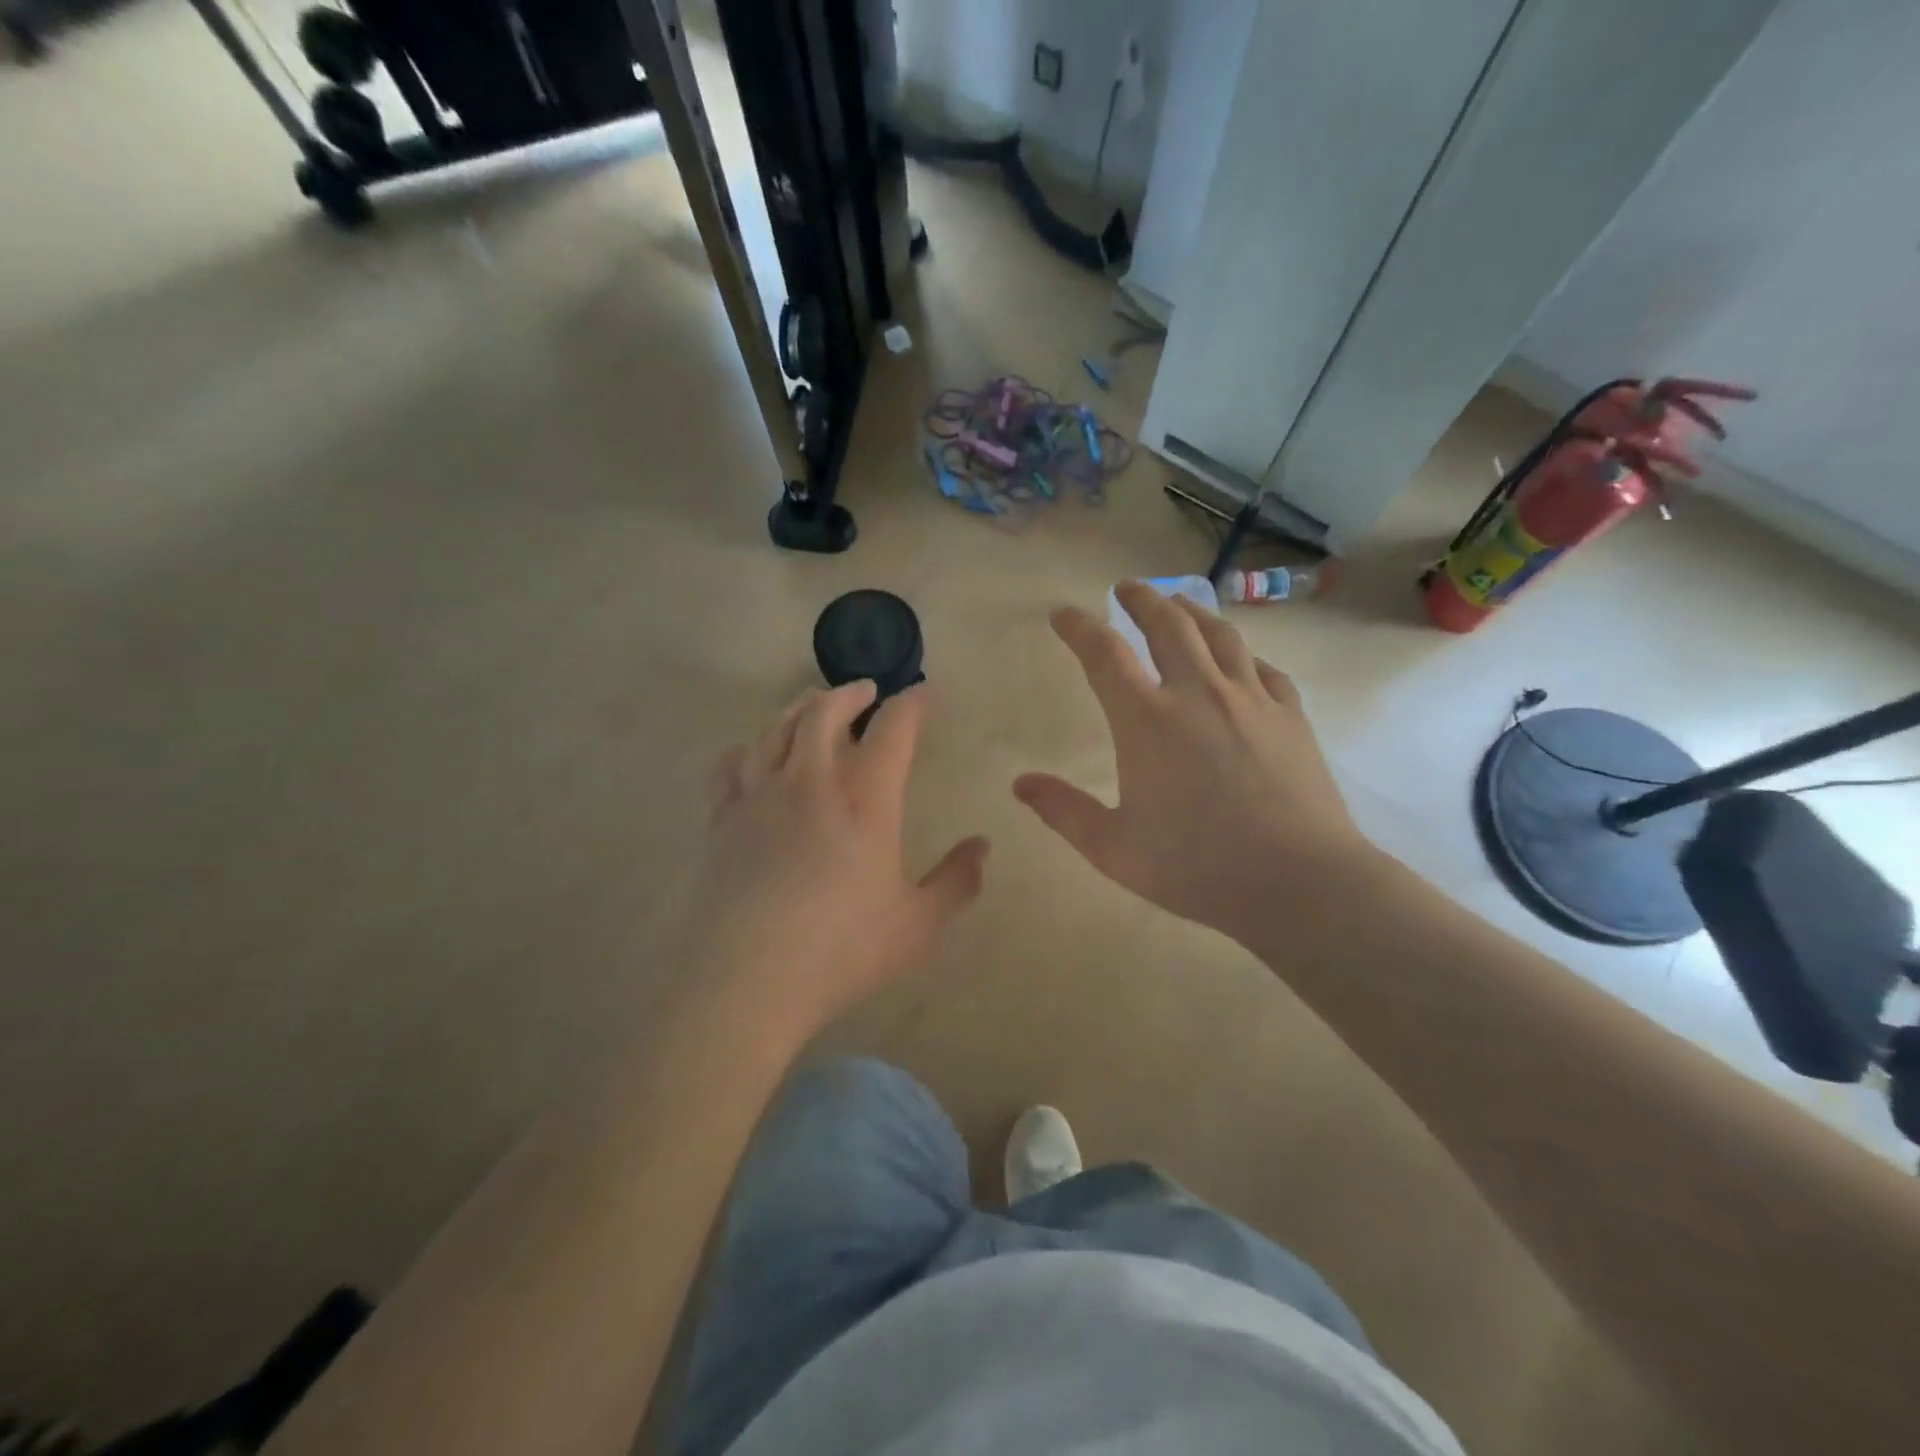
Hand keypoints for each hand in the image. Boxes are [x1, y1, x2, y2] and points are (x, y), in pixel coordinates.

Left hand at [687, 682, 988, 1036]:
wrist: (747, 981)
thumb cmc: (842, 951)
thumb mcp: (918, 926)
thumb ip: (957, 881)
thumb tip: (982, 846)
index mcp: (864, 799)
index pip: (894, 728)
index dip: (914, 703)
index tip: (928, 693)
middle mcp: (810, 782)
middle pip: (824, 711)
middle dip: (850, 693)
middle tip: (867, 692)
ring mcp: (759, 797)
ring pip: (775, 728)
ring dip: (800, 709)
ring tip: (814, 707)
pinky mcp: (723, 820)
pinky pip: (731, 765)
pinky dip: (749, 748)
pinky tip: (755, 754)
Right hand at [1014, 582, 1376, 944]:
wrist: (1299, 882)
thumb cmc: (1196, 867)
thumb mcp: (1113, 849)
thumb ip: (1063, 811)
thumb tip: (1020, 783)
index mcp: (1147, 722)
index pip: (1104, 655)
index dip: (1079, 628)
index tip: (1063, 615)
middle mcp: (1197, 694)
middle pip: (1167, 625)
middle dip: (1142, 600)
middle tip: (1127, 588)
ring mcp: (1250, 700)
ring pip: (1219, 636)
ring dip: (1192, 612)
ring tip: (1179, 604)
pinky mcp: (1290, 716)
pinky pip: (1263, 669)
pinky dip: (1243, 656)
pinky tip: (1241, 662)